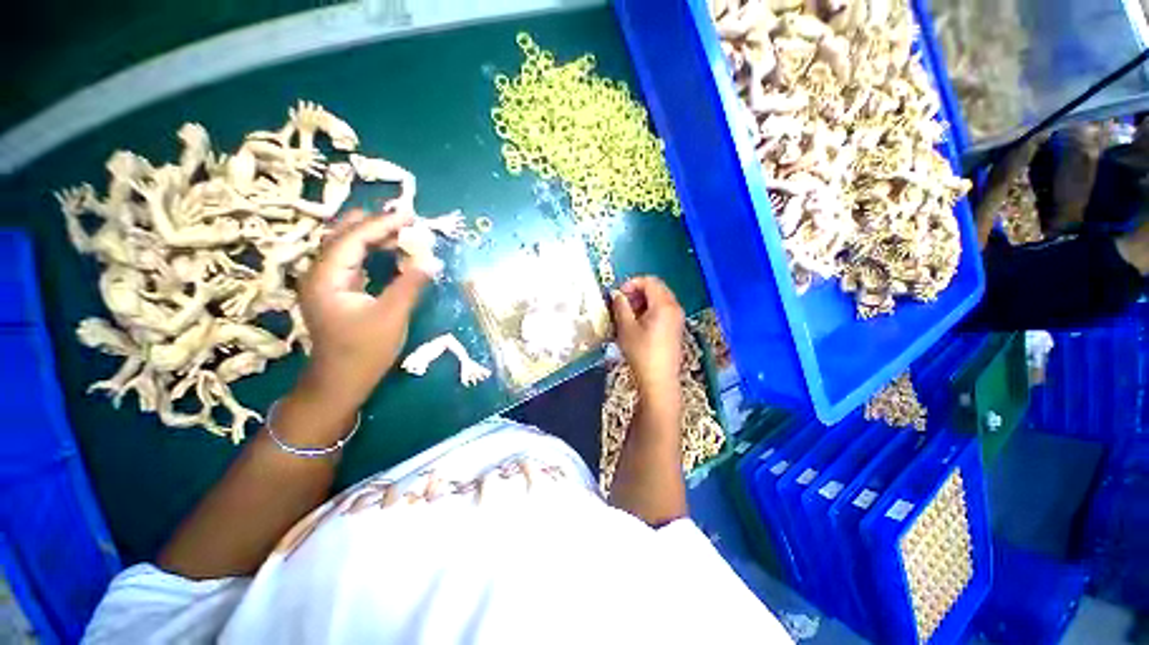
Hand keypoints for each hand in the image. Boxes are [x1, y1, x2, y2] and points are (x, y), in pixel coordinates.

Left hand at [298, 208, 430, 407]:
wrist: (340, 382)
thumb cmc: (364, 351)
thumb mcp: (392, 316)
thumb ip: (411, 284)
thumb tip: (431, 259)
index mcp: (326, 276)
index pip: (353, 237)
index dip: (383, 224)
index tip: (411, 216)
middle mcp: (319, 272)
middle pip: (344, 235)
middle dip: (376, 225)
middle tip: (408, 221)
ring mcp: (325, 281)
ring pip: (348, 247)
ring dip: (375, 237)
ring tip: (404, 232)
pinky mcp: (336, 290)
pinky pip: (353, 260)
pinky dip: (373, 252)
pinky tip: (391, 252)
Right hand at [611, 276, 684, 403]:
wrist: (658, 380)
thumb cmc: (641, 353)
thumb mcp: (626, 328)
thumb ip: (621, 306)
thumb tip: (616, 294)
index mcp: (664, 305)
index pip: (649, 281)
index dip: (631, 283)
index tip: (618, 294)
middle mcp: (675, 307)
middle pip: (656, 288)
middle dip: (637, 291)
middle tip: (621, 303)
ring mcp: (677, 318)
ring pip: (659, 299)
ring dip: (642, 301)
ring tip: (627, 314)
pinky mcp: (675, 328)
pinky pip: (663, 310)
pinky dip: (649, 310)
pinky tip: (638, 323)